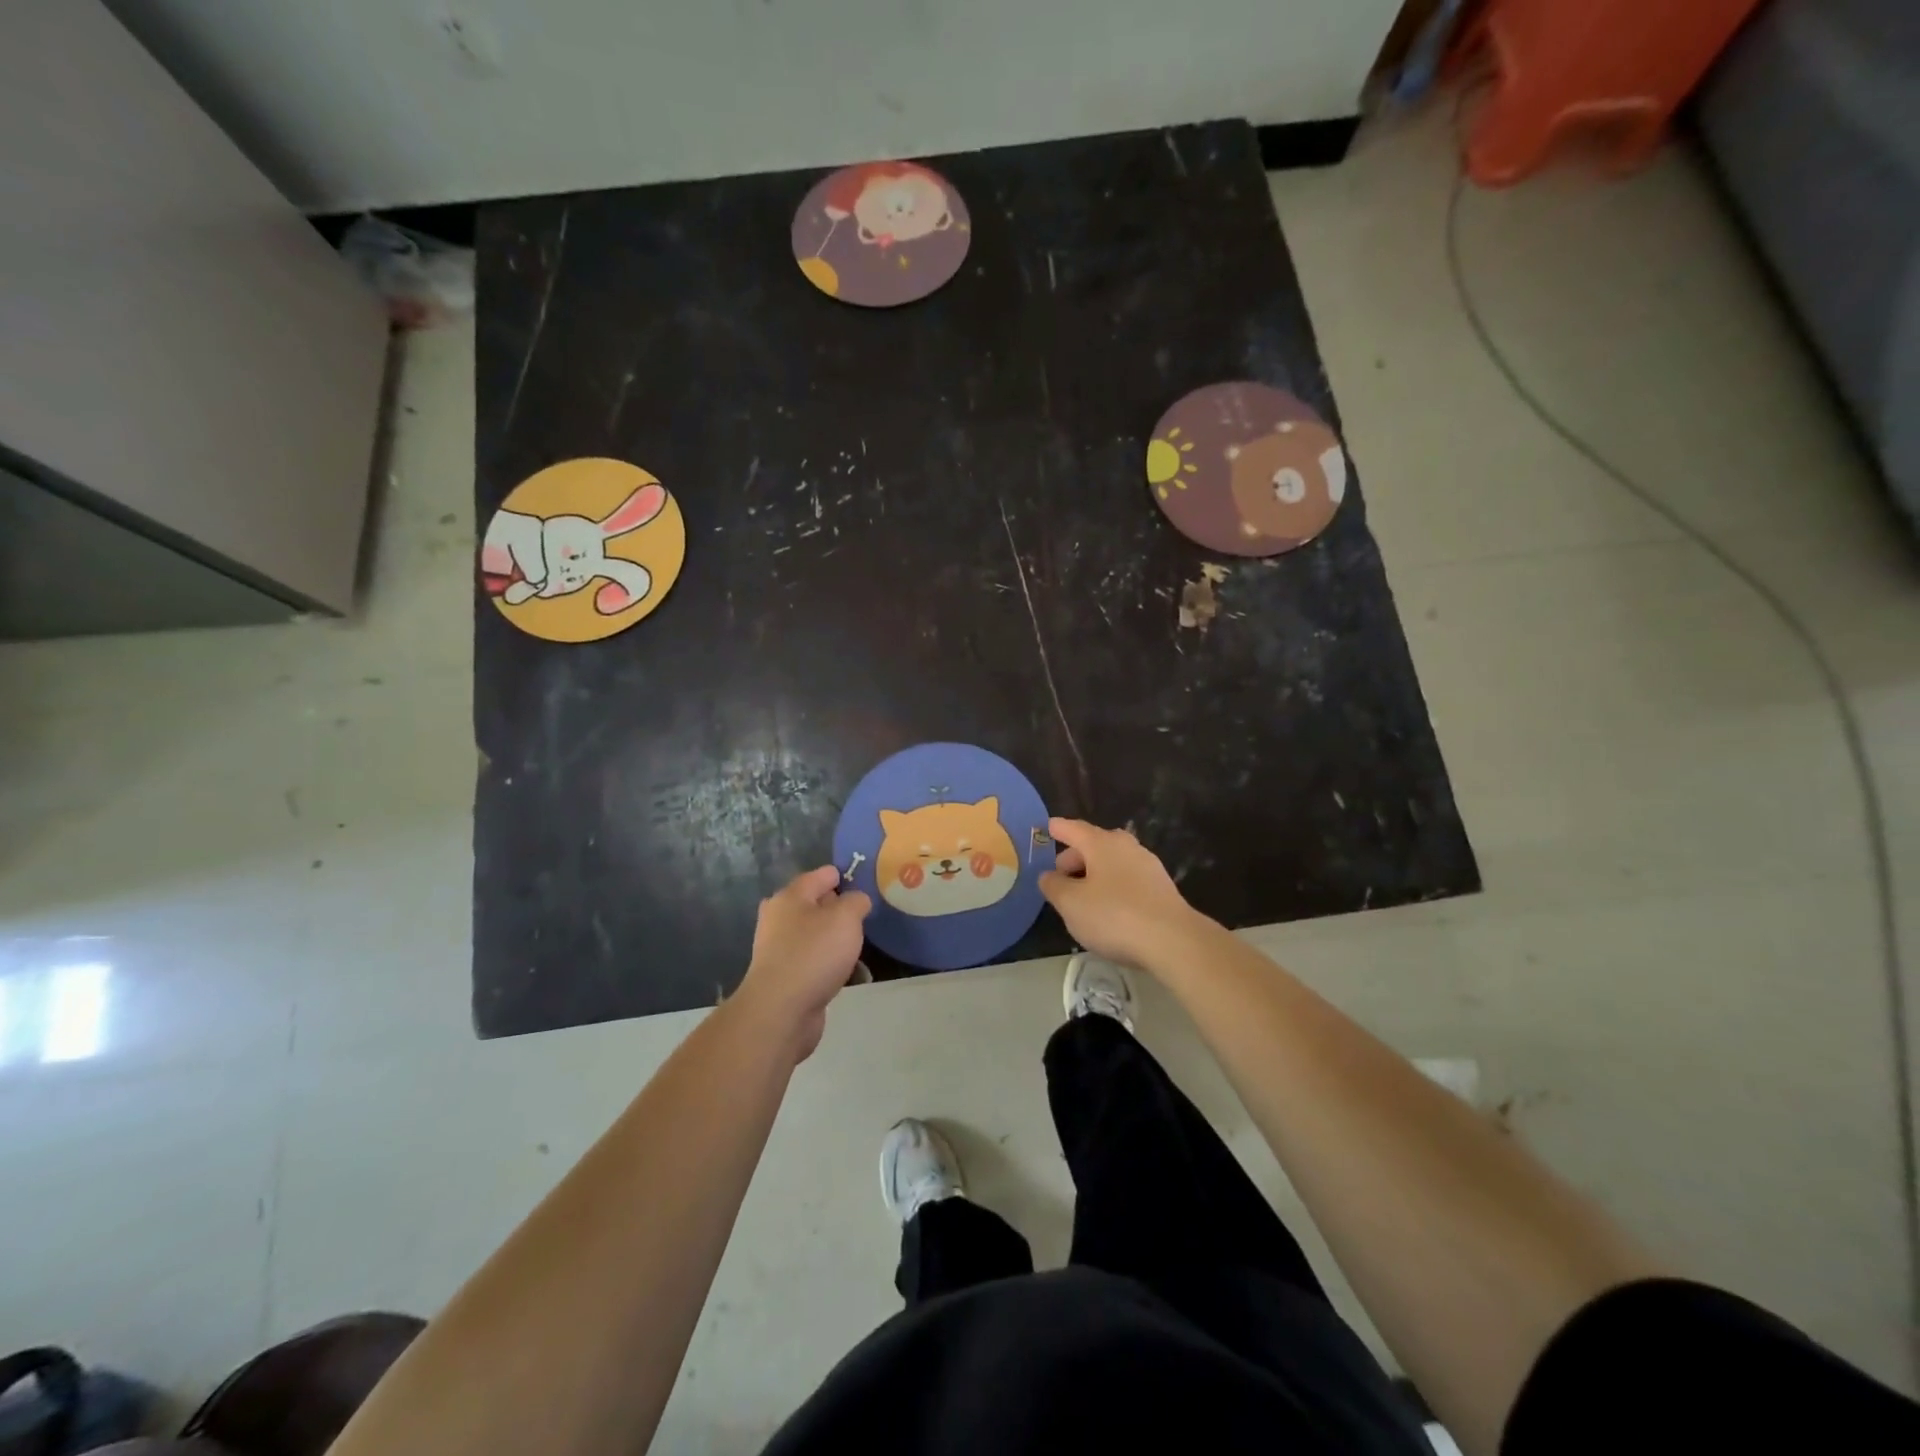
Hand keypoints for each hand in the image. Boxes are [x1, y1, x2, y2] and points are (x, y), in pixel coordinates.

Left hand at [735, 866, 871, 1060]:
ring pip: (817, 935)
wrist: (781, 1011)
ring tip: (862, 947)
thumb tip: (856, 901)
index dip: (846, 876)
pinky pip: (815, 961)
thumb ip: (857, 901)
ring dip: (838, 940)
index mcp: (791, 897)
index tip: (870, 885)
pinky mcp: (785, 977)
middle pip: (817, 904)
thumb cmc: (814, 954)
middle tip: (867, 917)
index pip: (822, 875)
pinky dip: (831, 964)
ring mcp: (780, 949)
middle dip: (842, 910)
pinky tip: (850, 974)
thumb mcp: (846, 917)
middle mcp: (780, 919)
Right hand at [1038, 818, 1206, 972]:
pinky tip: (1109, 908)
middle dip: (1075, 857)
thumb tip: (1048, 875)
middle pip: (1094, 844)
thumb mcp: (1071, 904)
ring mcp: (1148, 865)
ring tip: (1082, 895)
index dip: (1059, 829)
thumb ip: (1054, 886)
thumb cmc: (1114, 916)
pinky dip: (1113, 886)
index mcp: (1101, 843)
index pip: (1074, 829)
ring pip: (1113, 862)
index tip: (1048, 828)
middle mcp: (1126, 847)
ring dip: (1095, 873)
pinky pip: (1128, 879)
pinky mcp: (1162, 888)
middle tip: (1060, 876)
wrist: (1173, 940)